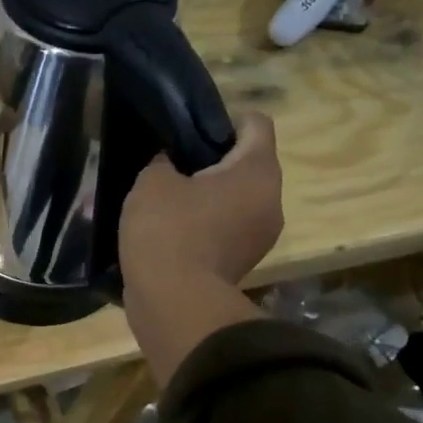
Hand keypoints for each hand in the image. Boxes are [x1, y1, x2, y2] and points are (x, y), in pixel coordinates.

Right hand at [119, 114, 283, 290]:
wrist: (174, 303)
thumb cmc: (168, 231)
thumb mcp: (152, 182)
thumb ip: (163, 161)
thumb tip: (170, 163)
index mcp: (257, 171)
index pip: (256, 123)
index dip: (223, 119)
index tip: (188, 131)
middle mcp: (271, 200)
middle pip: (248, 163)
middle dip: (213, 160)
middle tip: (172, 165)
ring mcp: (261, 236)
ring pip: (237, 199)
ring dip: (208, 196)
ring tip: (168, 200)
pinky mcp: (243, 263)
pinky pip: (227, 228)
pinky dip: (206, 224)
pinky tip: (171, 230)